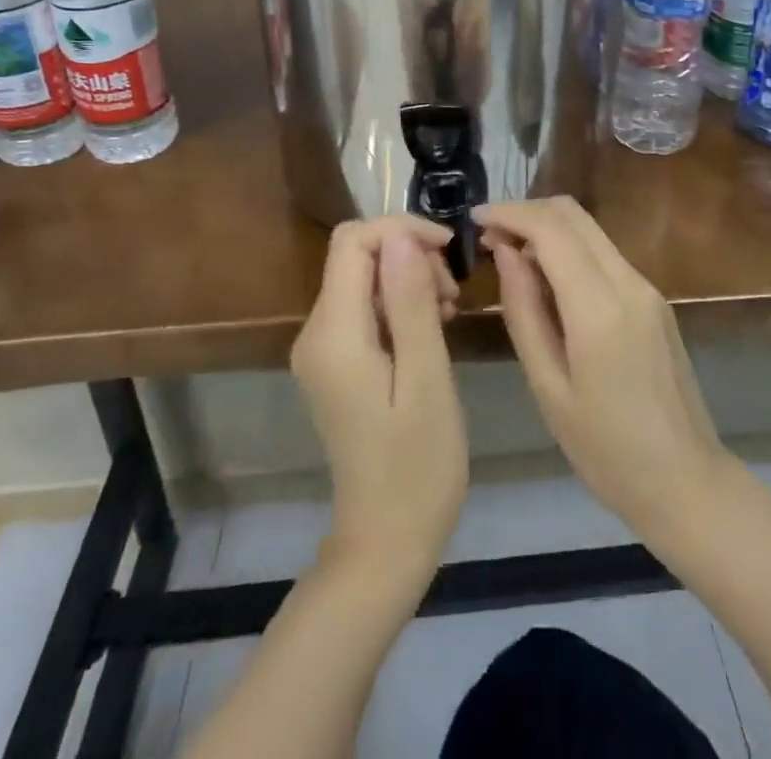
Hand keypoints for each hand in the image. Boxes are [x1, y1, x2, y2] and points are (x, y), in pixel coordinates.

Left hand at [291, 216, 467, 580]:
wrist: (386, 541)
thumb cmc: (417, 465)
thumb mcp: (426, 378)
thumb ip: (410, 303)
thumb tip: (402, 237)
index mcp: (334, 333)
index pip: (353, 241)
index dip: (401, 230)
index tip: (449, 250)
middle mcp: (316, 332)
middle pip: (357, 256)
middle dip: (409, 255)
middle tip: (453, 295)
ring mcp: (323, 350)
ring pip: (364, 278)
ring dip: (409, 279)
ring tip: (449, 313)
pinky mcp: (337, 363)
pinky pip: (365, 308)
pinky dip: (400, 303)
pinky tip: (432, 328)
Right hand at [476, 197, 728, 542]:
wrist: (685, 481)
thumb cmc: (605, 449)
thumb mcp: (548, 386)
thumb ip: (524, 311)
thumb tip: (505, 252)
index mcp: (600, 308)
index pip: (551, 229)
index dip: (510, 213)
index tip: (474, 218)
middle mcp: (629, 283)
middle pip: (574, 215)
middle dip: (527, 212)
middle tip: (489, 235)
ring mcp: (647, 288)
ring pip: (591, 230)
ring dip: (548, 229)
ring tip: (509, 256)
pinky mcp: (654, 299)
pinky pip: (604, 255)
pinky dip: (569, 249)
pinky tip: (546, 280)